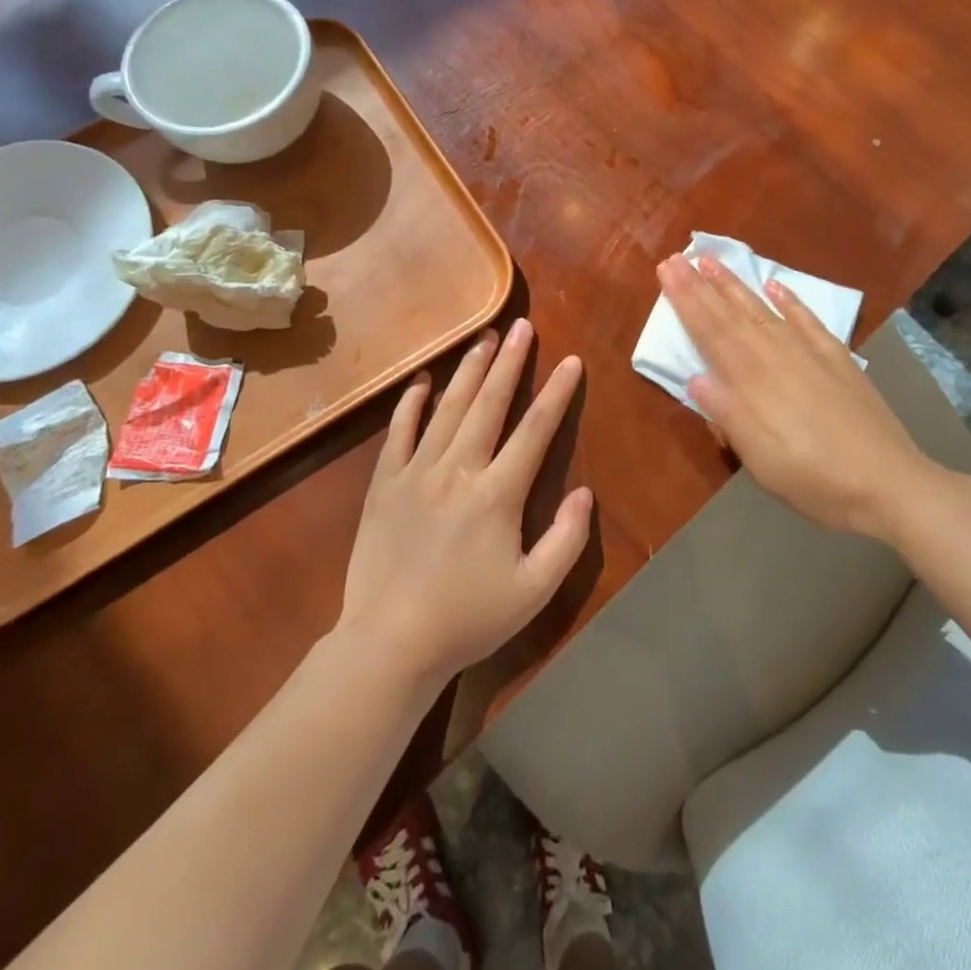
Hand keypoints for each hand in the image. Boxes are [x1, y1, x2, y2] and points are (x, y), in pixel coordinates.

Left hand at [338, 318, 591, 686]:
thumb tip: (586, 493)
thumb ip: (567, 539)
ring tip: (485, 337)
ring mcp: (416, 472)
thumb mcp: (534, 591)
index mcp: (498, 494)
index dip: (557, 393)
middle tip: (522, 326)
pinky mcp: (384, 483)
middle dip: (510, 362)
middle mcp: (458, 470)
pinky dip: (411, 402)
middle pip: (490, 404)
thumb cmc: (468, 619)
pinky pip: (399, 431)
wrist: (389, 643)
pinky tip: (423, 379)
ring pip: (448, 408)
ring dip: (469, 370)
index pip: (535, 430)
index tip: (571, 361)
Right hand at [659, 253, 928, 540]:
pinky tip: (775, 286)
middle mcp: (776, 357)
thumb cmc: (814, 479)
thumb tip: (694, 377)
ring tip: (713, 262)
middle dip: (701, 286)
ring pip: (763, 311)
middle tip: (677, 257)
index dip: (687, 302)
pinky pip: (808, 322)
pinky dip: (790, 302)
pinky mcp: (837, 360)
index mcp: (752, 382)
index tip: (667, 271)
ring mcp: (809, 354)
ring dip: (736, 286)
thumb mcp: (760, 459)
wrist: (889, 483)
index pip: (711, 333)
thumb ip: (727, 415)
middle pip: (732, 315)